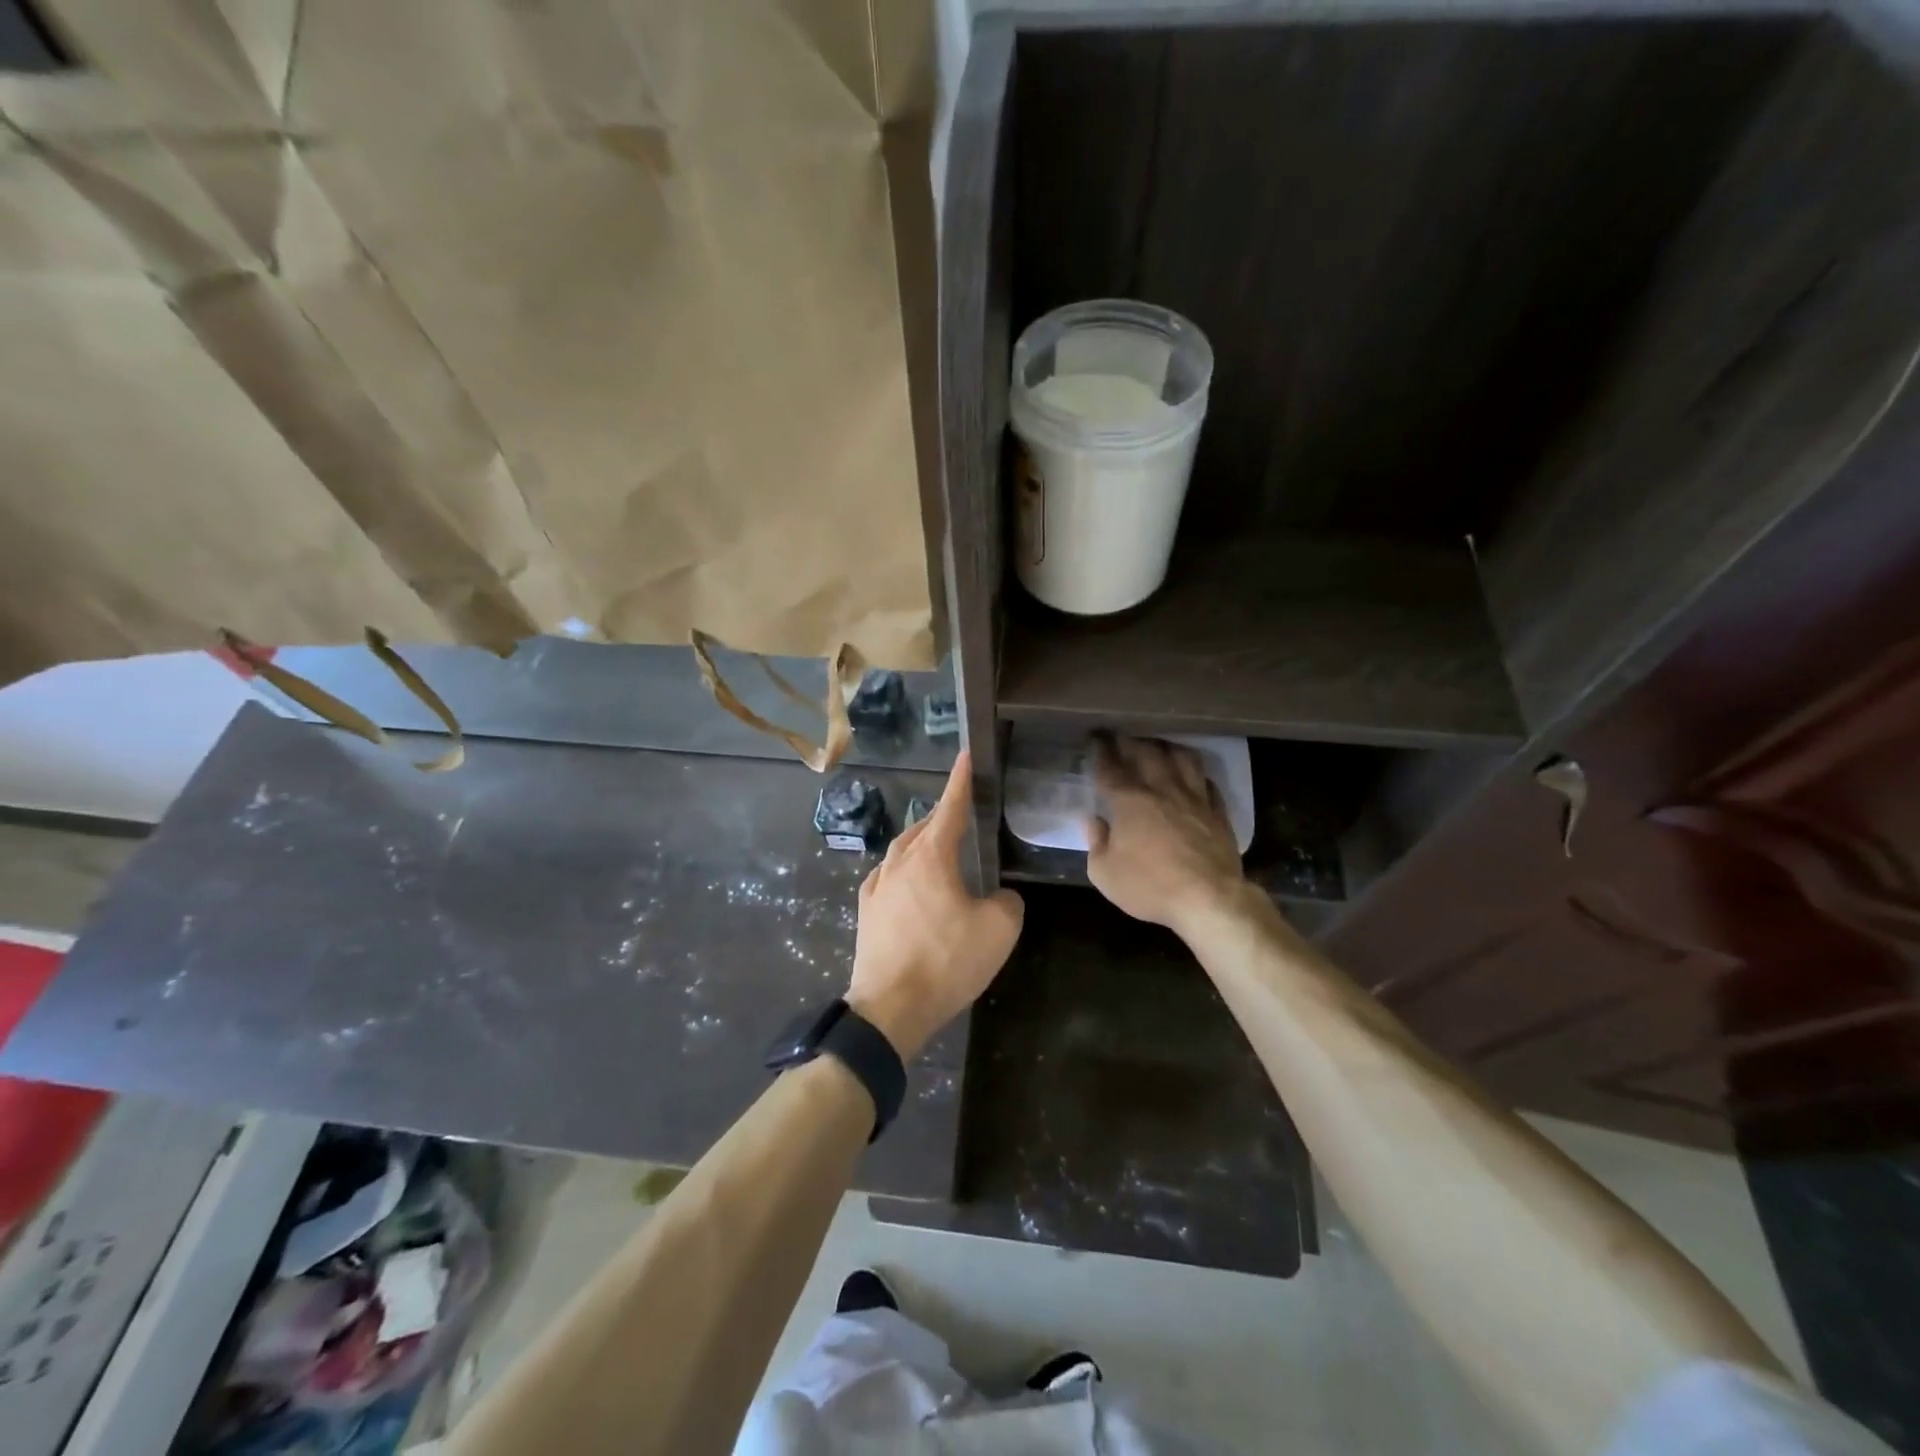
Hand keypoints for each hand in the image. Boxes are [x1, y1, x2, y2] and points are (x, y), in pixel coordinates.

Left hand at [846, 751, 1023, 1059]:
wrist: (889, 1008)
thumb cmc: (946, 961)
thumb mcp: (998, 930)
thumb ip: (1007, 903)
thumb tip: (999, 897)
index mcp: (930, 857)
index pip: (950, 808)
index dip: (961, 781)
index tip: (966, 756)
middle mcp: (899, 863)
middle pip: (923, 827)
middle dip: (942, 815)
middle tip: (961, 812)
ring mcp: (877, 887)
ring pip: (901, 850)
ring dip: (921, 841)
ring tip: (938, 845)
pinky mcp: (866, 913)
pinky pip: (887, 876)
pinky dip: (902, 869)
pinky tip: (907, 881)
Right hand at [1085, 733, 1248, 935]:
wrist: (1209, 899)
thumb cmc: (1150, 886)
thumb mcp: (1105, 873)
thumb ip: (1096, 843)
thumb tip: (1095, 821)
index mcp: (1129, 801)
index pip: (1109, 768)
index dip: (1100, 750)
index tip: (1095, 738)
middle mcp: (1161, 790)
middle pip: (1146, 753)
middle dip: (1130, 741)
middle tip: (1121, 735)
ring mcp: (1194, 798)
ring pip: (1182, 759)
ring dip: (1167, 748)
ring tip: (1159, 747)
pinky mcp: (1217, 813)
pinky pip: (1208, 783)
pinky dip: (1197, 776)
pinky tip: (1193, 777)